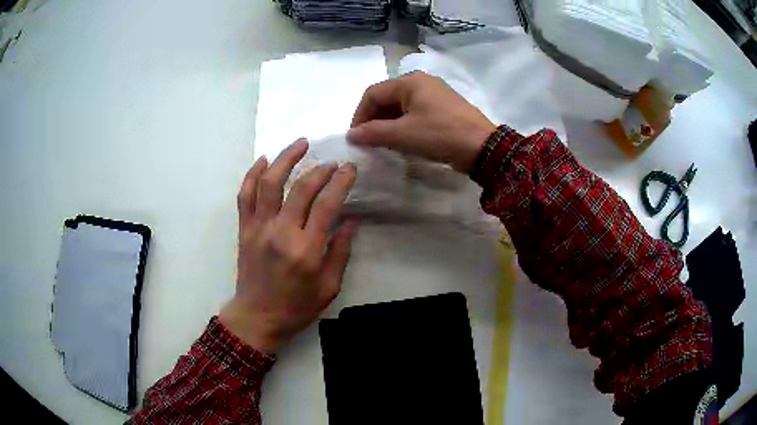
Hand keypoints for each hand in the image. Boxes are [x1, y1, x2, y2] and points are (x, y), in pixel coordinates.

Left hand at [220, 139, 357, 353]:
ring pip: (269, 183)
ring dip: (285, 159)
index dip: (340, 182)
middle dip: (320, 169)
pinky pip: (245, 195)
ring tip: (300, 143)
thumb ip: (340, 252)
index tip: (349, 168)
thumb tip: (351, 221)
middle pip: (301, 188)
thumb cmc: (296, 307)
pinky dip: (253, 174)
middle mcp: (281, 233)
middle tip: (332, 162)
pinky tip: (263, 160)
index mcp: (306, 250)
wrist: (256, 317)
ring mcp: (258, 228)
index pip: (326, 205)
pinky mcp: (244, 229)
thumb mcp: (328, 288)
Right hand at [348, 71, 496, 172]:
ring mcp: (434, 93)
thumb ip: (373, 133)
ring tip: (384, 143)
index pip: (373, 93)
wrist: (483, 147)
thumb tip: (351, 135)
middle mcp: (421, 81)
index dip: (360, 115)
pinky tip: (404, 139)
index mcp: (409, 82)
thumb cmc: (440, 135)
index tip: (356, 137)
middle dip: (374, 119)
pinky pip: (415, 111)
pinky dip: (404, 124)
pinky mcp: (444, 106)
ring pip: (401, 105)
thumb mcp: (403, 134)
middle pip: (387, 97)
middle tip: (369, 141)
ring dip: (388, 123)